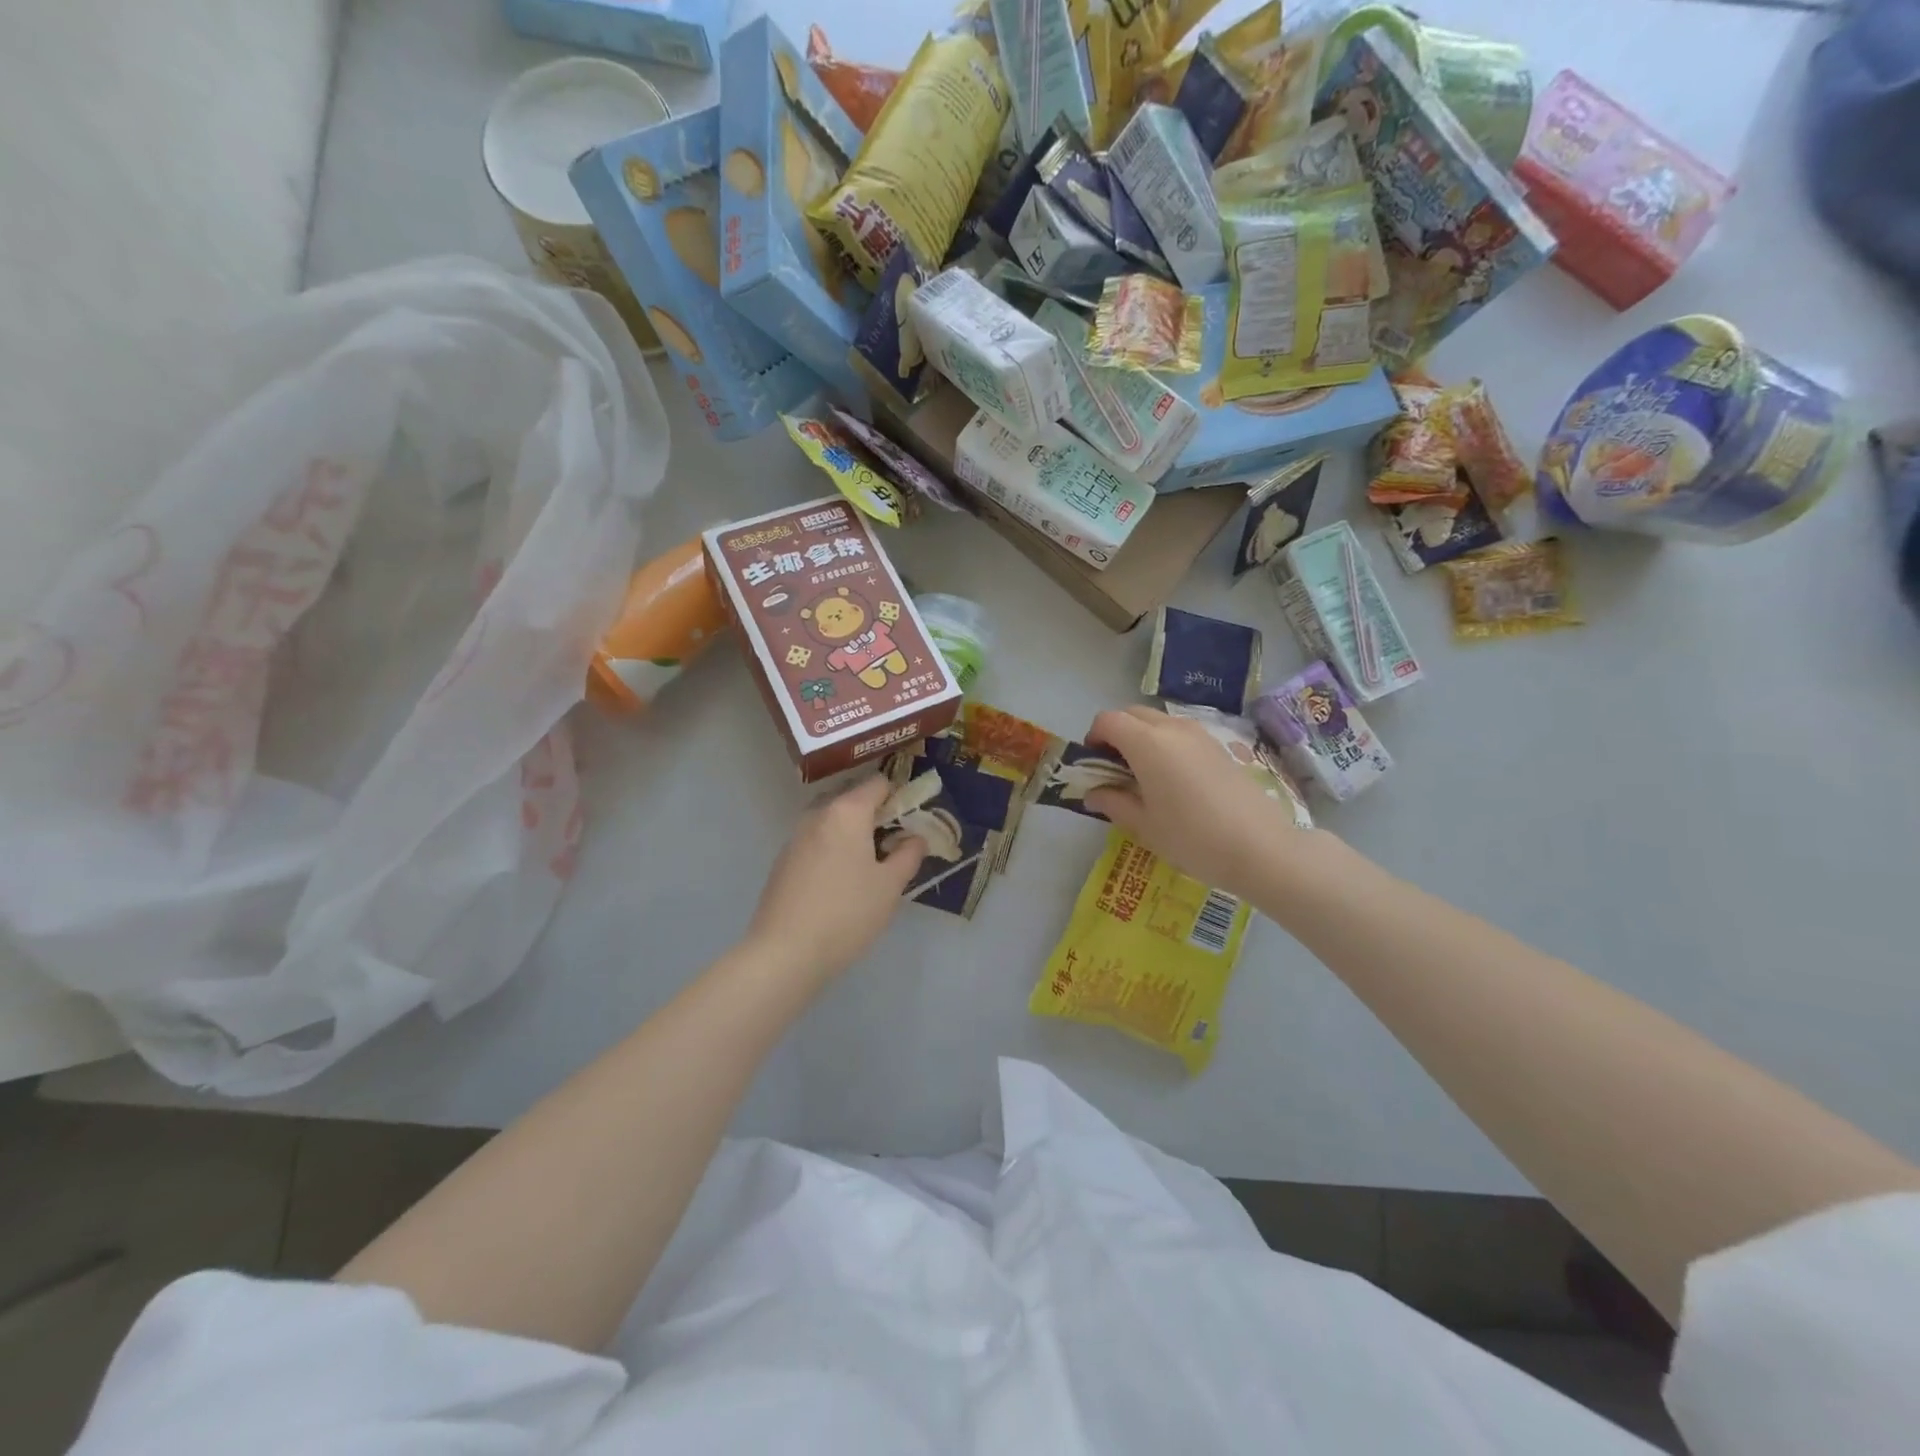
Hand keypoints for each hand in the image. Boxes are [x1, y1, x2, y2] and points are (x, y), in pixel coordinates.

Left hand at [746, 776, 926, 980]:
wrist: (785, 952)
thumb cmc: (847, 913)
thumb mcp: (890, 886)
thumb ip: (908, 854)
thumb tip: (915, 838)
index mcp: (847, 812)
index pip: (878, 784)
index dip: (899, 798)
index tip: (911, 824)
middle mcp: (818, 815)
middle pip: (852, 800)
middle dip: (875, 816)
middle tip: (892, 847)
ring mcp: (795, 837)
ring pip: (832, 822)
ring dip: (852, 834)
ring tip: (868, 868)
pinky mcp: (783, 861)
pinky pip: (815, 842)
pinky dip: (832, 850)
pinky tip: (839, 884)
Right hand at [1084, 706, 1322, 899]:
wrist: (1260, 848)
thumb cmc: (1192, 838)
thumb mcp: (1144, 825)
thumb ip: (1113, 802)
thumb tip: (1093, 793)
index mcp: (1147, 743)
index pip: (1108, 721)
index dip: (1094, 738)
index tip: (1093, 764)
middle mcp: (1172, 728)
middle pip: (1133, 714)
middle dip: (1117, 733)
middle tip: (1115, 769)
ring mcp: (1200, 735)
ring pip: (1159, 721)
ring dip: (1142, 737)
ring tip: (1144, 776)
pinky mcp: (1219, 747)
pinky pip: (1181, 734)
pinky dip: (1167, 745)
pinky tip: (1174, 780)